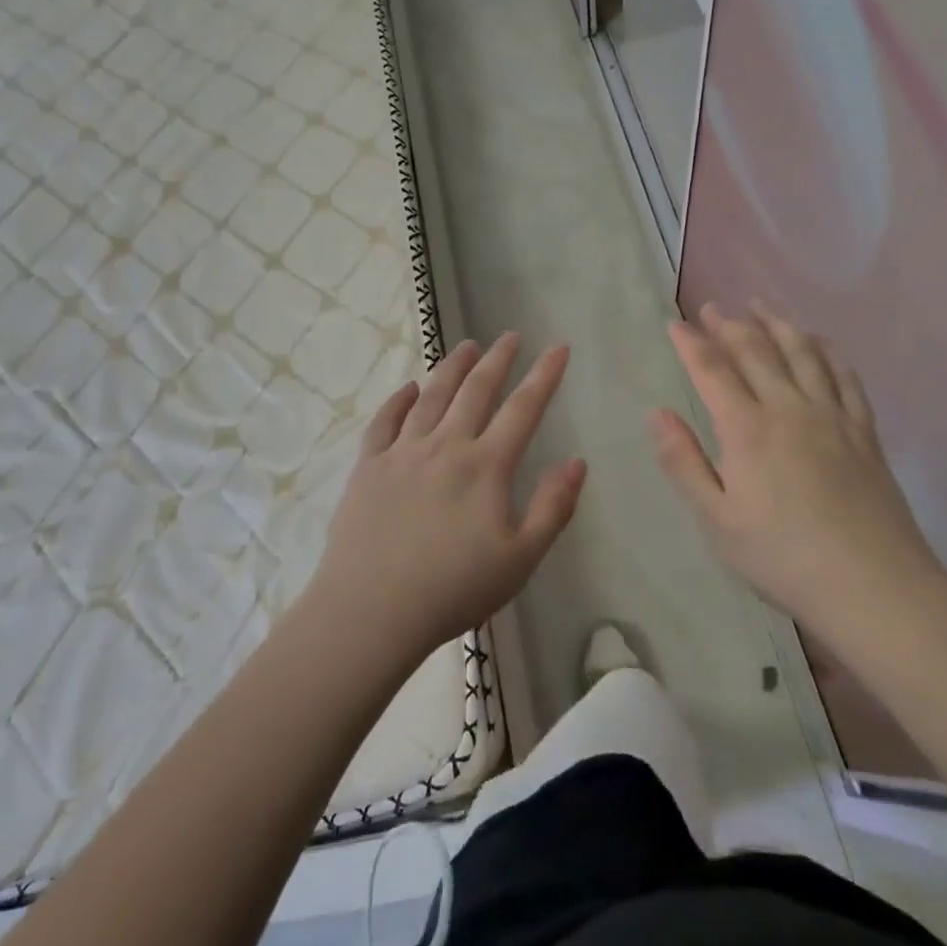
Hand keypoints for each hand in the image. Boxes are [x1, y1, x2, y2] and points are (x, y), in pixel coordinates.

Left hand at [305, 334, 585, 660]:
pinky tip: (408, 388)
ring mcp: (402, 452)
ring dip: (451, 368)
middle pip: (476, 391)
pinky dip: (399, 399)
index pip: (523, 409)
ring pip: (431, 397)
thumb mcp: (521, 559)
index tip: (557, 347)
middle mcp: (445, 446)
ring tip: (466, 346)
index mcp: (485, 466)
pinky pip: (385, 421)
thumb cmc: (454, 589)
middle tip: (510, 336)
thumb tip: (577, 462)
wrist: (372, 609)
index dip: (544, 376)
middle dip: (497, 360)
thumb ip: (553, 508)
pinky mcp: (369, 466)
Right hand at [651, 304, 942, 637]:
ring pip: (802, 353)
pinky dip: (827, 351)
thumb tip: (658, 414)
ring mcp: (832, 416)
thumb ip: (684, 463)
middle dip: (729, 325)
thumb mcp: (716, 520)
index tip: (675, 323)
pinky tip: (818, 342)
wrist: (873, 585)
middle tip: (712, 308)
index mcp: (747, 429)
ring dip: (777, 324)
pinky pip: (845, 376)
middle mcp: (788, 409)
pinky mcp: (863, 431)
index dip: (691, 343)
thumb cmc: (782, 556)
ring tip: (760, 307)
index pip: (712, 370)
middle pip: (756, 351)